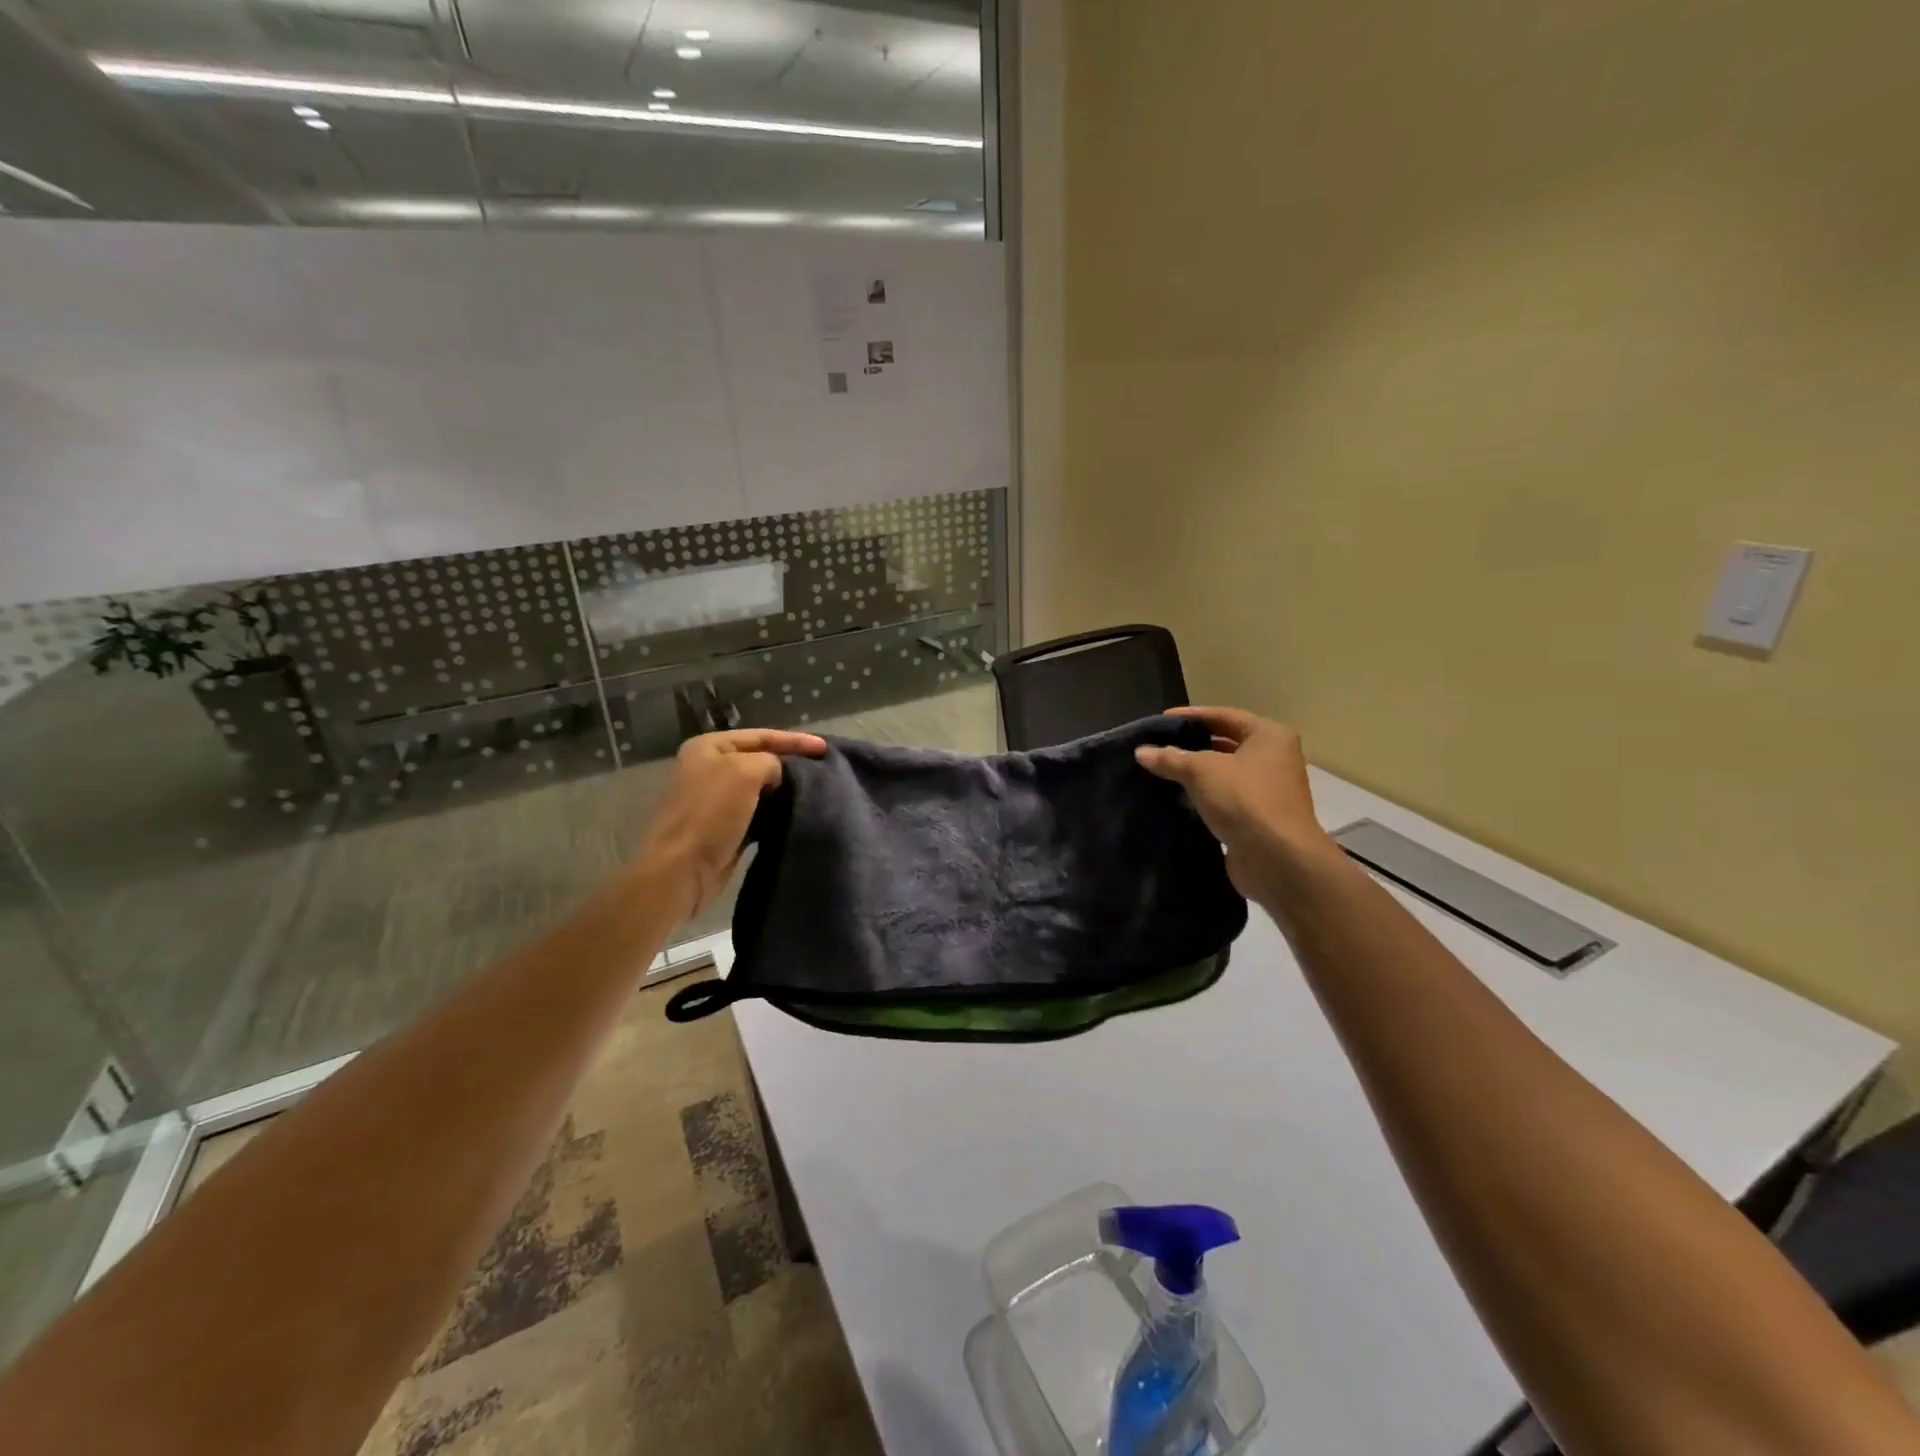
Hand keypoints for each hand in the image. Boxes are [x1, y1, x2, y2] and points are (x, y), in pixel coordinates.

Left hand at [634, 729, 827, 921]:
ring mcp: (716, 801)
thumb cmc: (711, 813)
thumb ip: (771, 761)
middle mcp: (710, 769)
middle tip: (825, 768)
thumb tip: (781, 775)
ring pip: (761, 789)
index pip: (761, 736)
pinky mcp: (724, 828)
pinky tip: (798, 814)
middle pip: (761, 760)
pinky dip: (777, 813)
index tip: (825, 748)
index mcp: (709, 747)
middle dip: (791, 763)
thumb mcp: (745, 771)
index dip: (795, 740)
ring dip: (786, 790)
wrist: (681, 870)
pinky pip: (758, 814)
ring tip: (818, 791)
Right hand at [1135, 707, 1333, 901]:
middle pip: (1225, 743)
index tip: (1160, 721)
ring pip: (1224, 772)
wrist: (1277, 859)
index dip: (1191, 716)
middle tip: (1158, 746)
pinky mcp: (1258, 817)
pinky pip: (1225, 797)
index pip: (1224, 716)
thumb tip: (1141, 752)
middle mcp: (1274, 758)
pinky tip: (1177, 797)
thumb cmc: (1244, 800)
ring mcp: (1268, 789)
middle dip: (1192, 745)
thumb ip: (1171, 758)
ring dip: (1196, 772)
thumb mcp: (1202, 771)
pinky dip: (1203, 795)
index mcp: (1269, 736)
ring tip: (1161, 770)